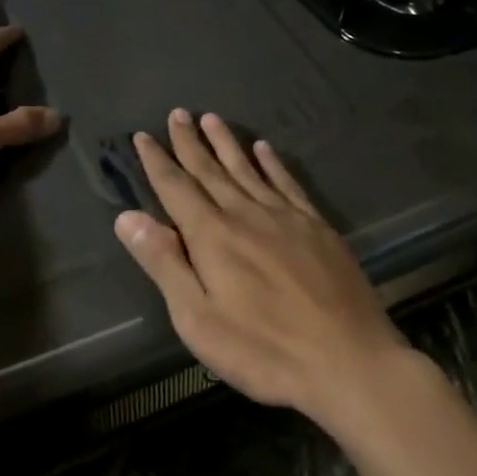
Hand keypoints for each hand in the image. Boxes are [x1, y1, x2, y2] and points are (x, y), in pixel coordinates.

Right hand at [114, 109, 409, 423]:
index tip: (143, 136)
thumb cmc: (263, 349)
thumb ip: (164, 263)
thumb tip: (128, 216)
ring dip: (226, 143)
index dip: (157, 161)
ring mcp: (285, 217)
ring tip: (211, 118)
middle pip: (210, 170)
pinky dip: (272, 163)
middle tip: (177, 113)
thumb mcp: (198, 319)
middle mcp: (245, 214)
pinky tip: (264, 148)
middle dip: (190, 142)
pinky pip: (287, 183)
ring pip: (247, 169)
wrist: (349, 362)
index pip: (176, 188)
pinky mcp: (316, 227)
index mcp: (213, 236)